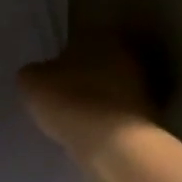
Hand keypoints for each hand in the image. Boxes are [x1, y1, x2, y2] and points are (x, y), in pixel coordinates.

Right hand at [17, 39, 156, 162]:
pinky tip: (89, 132)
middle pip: (98, 63)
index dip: (61, 57)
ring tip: (73, 118)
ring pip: (111, 87)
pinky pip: (118, 113)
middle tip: (60, 95)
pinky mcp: (149, 116)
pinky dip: (106, 120)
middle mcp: (127, 54)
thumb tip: (38, 75)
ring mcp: (143, 86)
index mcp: (101, 36)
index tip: (49, 75)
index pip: (78, 39)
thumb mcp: (32, 82)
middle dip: (82, 77)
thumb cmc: (70, 101)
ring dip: (96, 99)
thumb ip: (33, 73)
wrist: (114, 145)